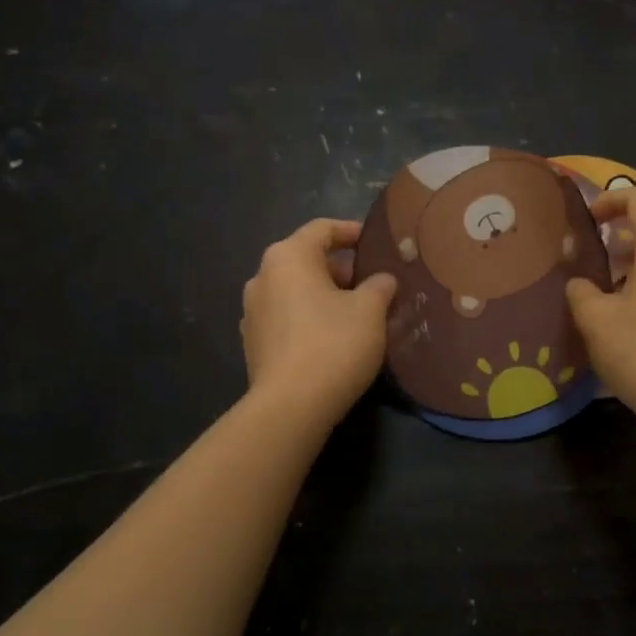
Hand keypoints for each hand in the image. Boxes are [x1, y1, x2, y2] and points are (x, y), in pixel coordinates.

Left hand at [242, 218, 397, 424]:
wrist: (291, 406)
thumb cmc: (333, 344)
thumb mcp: (370, 310)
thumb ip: (379, 286)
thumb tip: (382, 280)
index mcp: (288, 257)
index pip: (323, 229)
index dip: (352, 231)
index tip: (376, 243)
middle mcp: (262, 277)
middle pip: (307, 260)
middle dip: (342, 270)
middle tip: (374, 285)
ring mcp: (253, 312)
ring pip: (297, 291)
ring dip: (326, 296)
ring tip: (358, 314)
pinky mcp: (254, 343)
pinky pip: (287, 318)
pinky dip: (310, 319)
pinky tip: (334, 339)